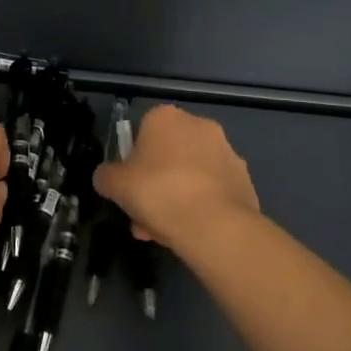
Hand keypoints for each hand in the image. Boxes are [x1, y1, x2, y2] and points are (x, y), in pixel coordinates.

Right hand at [93, 104, 260, 253]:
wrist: (214, 225)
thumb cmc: (158, 192)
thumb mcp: (115, 185)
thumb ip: (106, 176)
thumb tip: (106, 177)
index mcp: (166, 117)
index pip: (142, 133)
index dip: (132, 164)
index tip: (129, 190)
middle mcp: (199, 126)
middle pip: (168, 156)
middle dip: (154, 186)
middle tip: (144, 217)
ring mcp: (227, 152)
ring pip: (190, 176)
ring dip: (177, 198)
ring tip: (166, 234)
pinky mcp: (244, 180)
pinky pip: (213, 192)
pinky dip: (202, 207)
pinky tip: (192, 233)